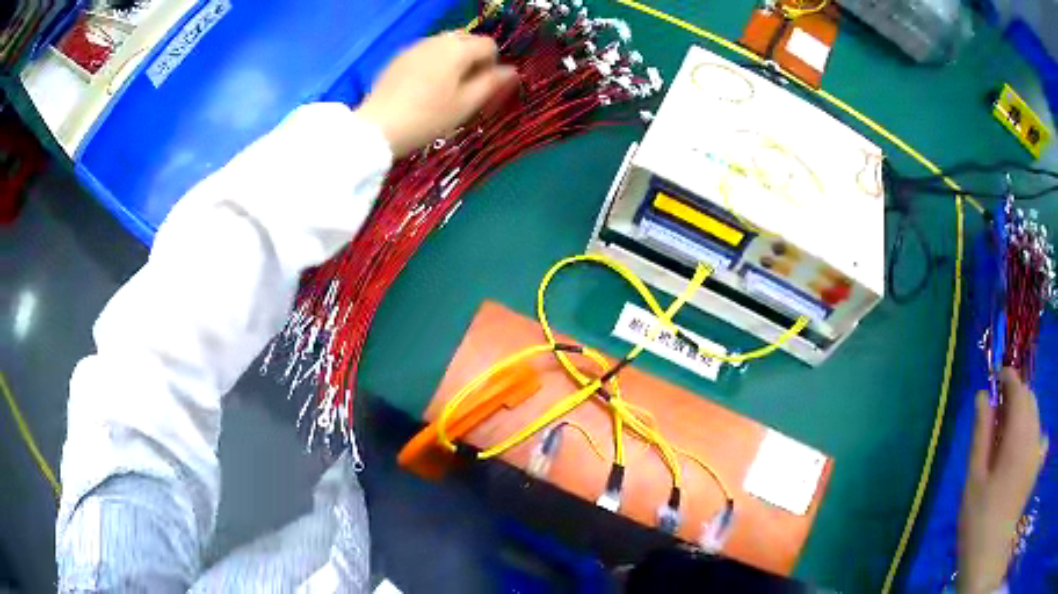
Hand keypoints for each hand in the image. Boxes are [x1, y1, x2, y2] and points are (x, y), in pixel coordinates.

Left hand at [356, 32, 516, 156]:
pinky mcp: (398, 57)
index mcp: (458, 49)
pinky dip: (432, 62)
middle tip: (465, 87)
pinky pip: (425, 52)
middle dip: (472, 58)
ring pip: (444, 45)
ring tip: (443, 87)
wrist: (378, 127)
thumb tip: (511, 71)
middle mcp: (437, 40)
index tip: (482, 87)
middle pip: (466, 40)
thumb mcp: (466, 105)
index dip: (492, 64)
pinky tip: (422, 87)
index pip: (488, 45)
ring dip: (452, 59)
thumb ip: (492, 84)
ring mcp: (415, 47)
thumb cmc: (427, 118)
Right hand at [958, 368, 1046, 592]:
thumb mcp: (974, 479)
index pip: (1018, 389)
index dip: (1008, 378)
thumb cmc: (979, 520)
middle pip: (1030, 399)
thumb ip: (981, 434)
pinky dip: (1031, 431)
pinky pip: (1039, 434)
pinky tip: (1021, 452)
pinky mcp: (1037, 465)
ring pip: (1035, 415)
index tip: (997, 377)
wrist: (989, 556)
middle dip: (1016, 397)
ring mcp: (1037, 451)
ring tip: (1007, 437)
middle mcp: (1033, 436)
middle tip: (997, 415)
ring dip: (1024, 414)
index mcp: (1018, 436)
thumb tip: (982, 396)